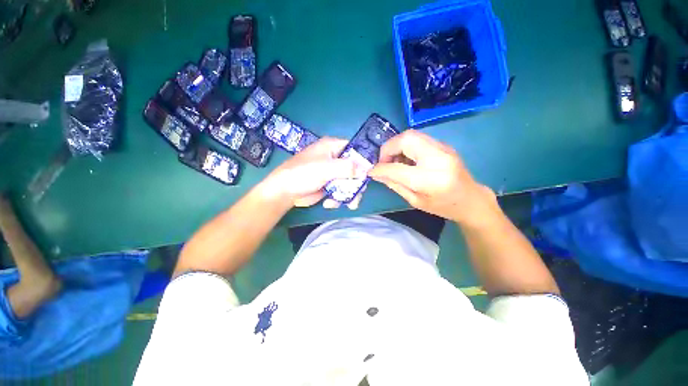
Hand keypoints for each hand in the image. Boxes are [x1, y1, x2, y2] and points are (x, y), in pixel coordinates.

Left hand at [259, 138, 364, 208]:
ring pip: (349, 181)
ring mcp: (332, 173)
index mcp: (332, 147)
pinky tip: (330, 203)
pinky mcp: (329, 185)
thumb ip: (347, 167)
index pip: (355, 149)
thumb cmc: (303, 174)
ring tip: (347, 204)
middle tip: (358, 195)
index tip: (369, 174)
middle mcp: (334, 158)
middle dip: (356, 183)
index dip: (364, 160)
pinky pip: (341, 190)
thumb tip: (365, 169)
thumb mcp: (325, 168)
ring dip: (349, 194)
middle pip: (355, 168)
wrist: (285, 192)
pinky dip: (339, 198)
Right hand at [368, 130, 496, 224]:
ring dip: (396, 146)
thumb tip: (377, 173)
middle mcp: (438, 158)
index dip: (380, 168)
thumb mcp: (415, 201)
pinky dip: (405, 146)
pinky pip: (418, 139)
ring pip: (411, 135)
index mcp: (430, 180)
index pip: (397, 168)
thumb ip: (395, 185)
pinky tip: (406, 159)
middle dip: (388, 148)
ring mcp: (443, 148)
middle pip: (406, 139)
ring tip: (394, 161)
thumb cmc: (443, 206)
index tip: (372, 171)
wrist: (471, 199)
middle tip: (384, 162)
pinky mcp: (443, 145)